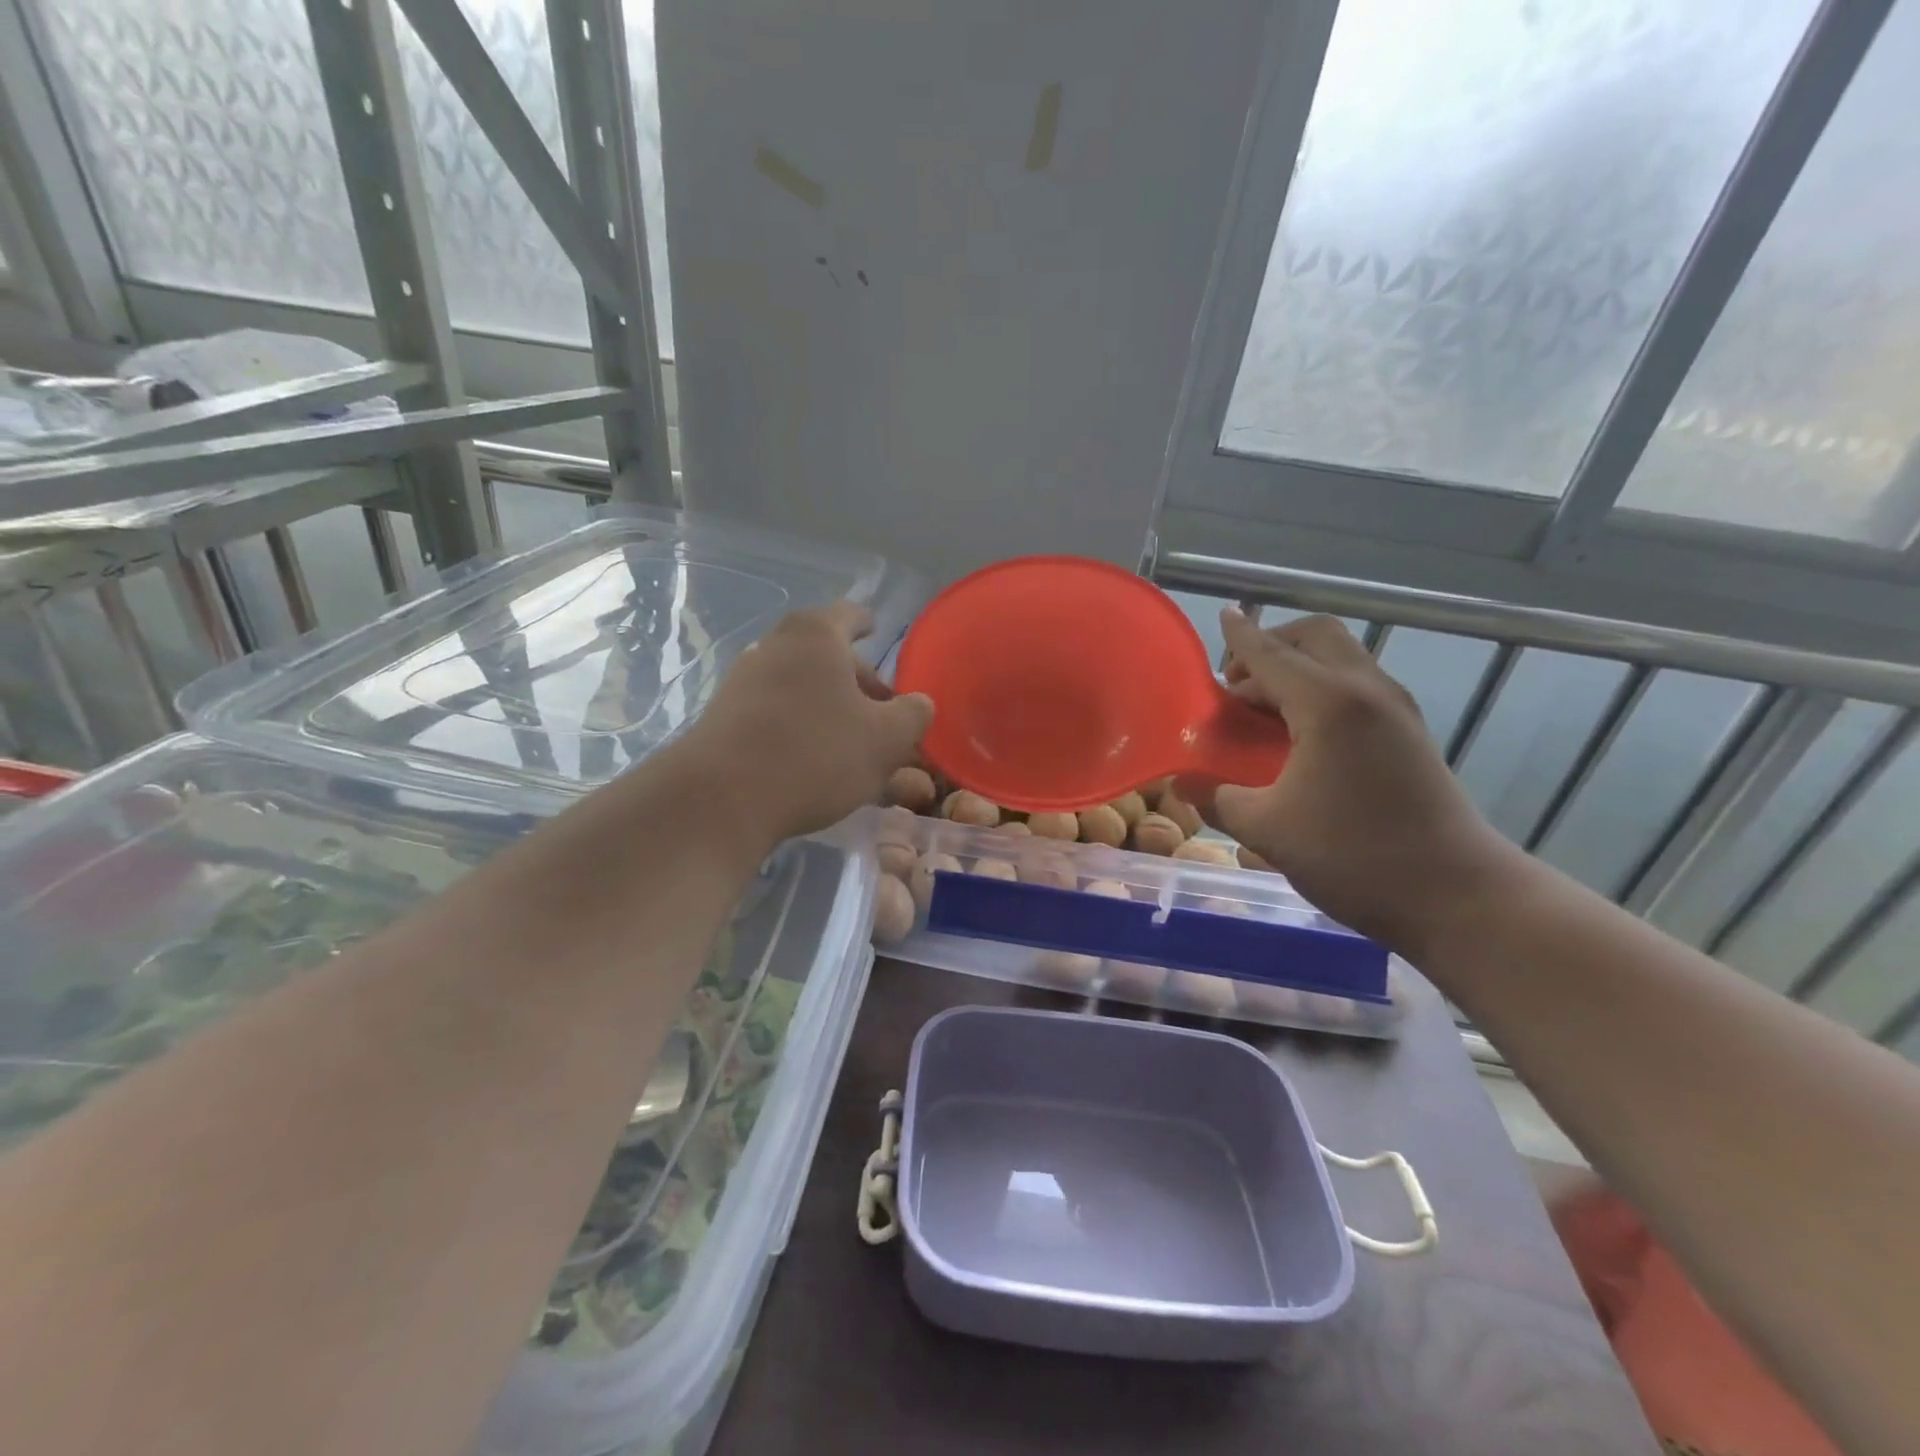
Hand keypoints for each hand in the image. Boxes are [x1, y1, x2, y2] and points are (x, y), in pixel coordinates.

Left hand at [689, 601, 933, 844]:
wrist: (723, 798)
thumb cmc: (817, 753)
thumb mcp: (886, 739)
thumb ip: (912, 715)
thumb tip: (919, 704)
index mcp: (816, 636)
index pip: (849, 615)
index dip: (867, 623)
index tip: (875, 628)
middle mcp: (776, 648)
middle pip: (826, 657)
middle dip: (858, 683)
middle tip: (883, 713)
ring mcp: (744, 684)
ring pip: (803, 690)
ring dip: (833, 711)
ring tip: (858, 747)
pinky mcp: (726, 721)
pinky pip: (778, 716)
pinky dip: (805, 730)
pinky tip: (820, 766)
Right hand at [1185, 610, 1516, 952]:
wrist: (1456, 895)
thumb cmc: (1353, 856)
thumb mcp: (1268, 829)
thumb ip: (1217, 798)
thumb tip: (1182, 783)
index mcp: (1328, 703)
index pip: (1271, 654)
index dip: (1240, 636)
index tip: (1222, 614)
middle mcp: (1366, 690)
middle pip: (1316, 636)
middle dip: (1272, 644)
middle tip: (1238, 682)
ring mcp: (1396, 709)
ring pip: (1341, 657)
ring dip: (1298, 666)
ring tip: (1263, 708)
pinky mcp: (1410, 731)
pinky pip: (1357, 684)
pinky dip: (1321, 686)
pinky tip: (1300, 732)